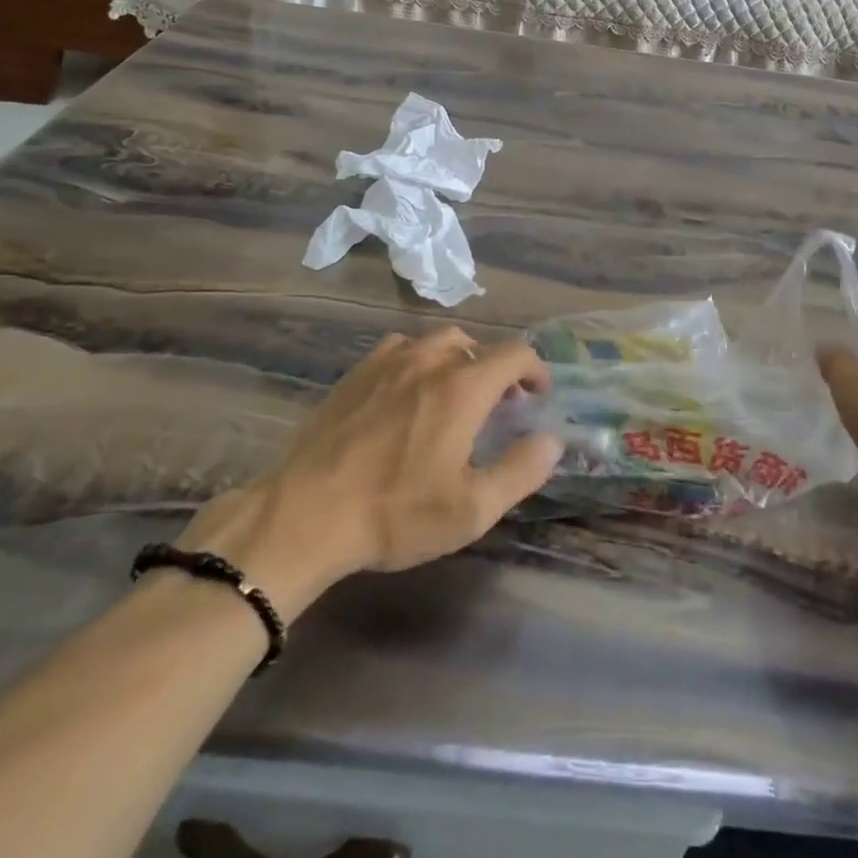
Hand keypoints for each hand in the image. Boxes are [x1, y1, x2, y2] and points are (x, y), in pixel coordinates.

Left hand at [176, 328, 562, 613]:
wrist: (305, 514)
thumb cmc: (395, 513)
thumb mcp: (472, 509)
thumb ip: (521, 470)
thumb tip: (552, 440)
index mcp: (463, 387)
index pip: (515, 354)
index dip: (535, 370)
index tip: (538, 395)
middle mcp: (429, 361)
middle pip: (476, 344)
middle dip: (496, 368)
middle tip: (497, 405)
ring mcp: (387, 362)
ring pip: (436, 342)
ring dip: (458, 360)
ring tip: (455, 395)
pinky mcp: (355, 374)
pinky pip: (399, 350)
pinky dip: (419, 361)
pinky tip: (408, 393)